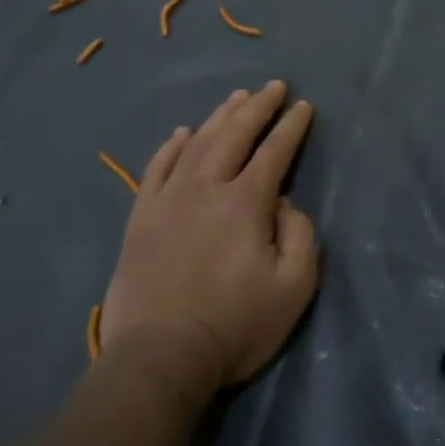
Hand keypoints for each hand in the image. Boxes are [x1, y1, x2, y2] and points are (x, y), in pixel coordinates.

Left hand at [102, 80, 317, 394]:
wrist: (159, 359)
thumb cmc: (236, 325)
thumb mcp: (294, 286)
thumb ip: (300, 234)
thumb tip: (284, 202)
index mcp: (246, 203)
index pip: (274, 151)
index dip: (292, 126)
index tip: (304, 106)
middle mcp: (206, 189)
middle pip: (235, 135)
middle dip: (258, 107)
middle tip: (274, 86)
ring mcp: (168, 202)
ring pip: (197, 144)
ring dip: (220, 117)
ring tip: (237, 97)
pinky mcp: (141, 220)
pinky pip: (156, 169)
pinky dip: (171, 146)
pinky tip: (183, 132)